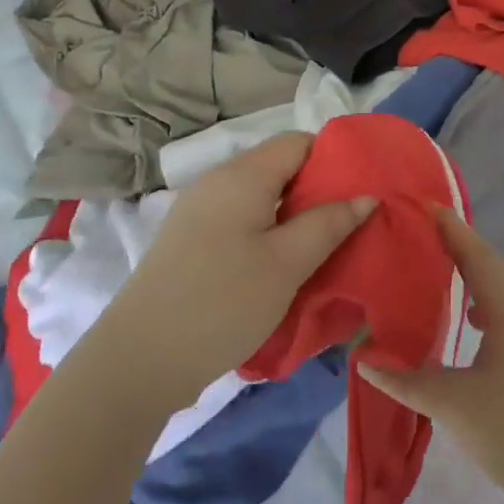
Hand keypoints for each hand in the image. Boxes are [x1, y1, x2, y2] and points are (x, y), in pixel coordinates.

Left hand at [99, 133, 373, 412]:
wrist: (138, 361)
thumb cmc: (222, 302)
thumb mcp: (288, 263)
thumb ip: (330, 223)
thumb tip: (366, 196)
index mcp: (242, 175)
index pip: (298, 142)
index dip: (333, 159)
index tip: (361, 192)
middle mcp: (218, 182)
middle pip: (280, 168)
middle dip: (318, 192)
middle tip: (350, 225)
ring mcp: (199, 212)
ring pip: (262, 198)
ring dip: (295, 217)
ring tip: (323, 249)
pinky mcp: (190, 241)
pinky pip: (242, 221)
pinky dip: (269, 234)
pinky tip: (283, 266)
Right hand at [359, 209, 503, 503]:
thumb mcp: (454, 403)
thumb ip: (407, 379)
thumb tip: (363, 358)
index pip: (475, 253)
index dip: (450, 228)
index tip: (423, 204)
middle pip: (490, 266)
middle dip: (459, 246)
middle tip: (423, 233)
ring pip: (501, 292)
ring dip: (473, 276)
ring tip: (439, 271)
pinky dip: (483, 306)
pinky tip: (468, 324)